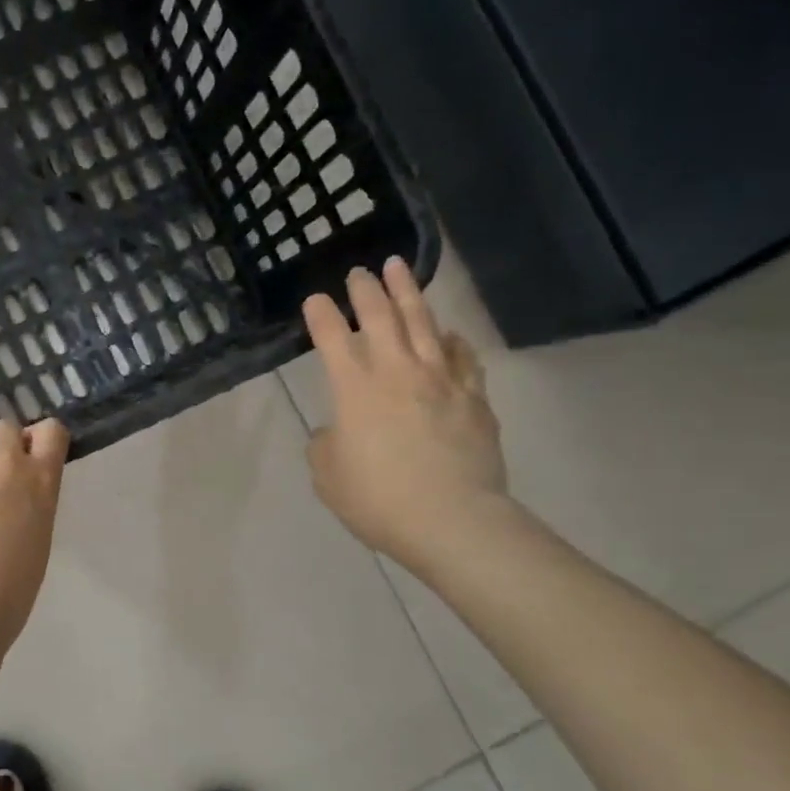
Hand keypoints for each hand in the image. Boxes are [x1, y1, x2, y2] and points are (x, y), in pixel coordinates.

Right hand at [303, 259, 507, 565]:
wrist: (454, 521)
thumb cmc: (378, 499)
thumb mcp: (328, 476)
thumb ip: (326, 444)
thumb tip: (339, 431)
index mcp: (354, 389)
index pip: (331, 338)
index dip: (321, 315)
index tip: (315, 299)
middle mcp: (397, 373)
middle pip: (380, 317)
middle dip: (366, 290)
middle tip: (360, 272)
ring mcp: (441, 381)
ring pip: (424, 324)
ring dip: (409, 294)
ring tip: (400, 269)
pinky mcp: (474, 398)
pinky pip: (463, 357)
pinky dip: (453, 340)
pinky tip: (449, 333)